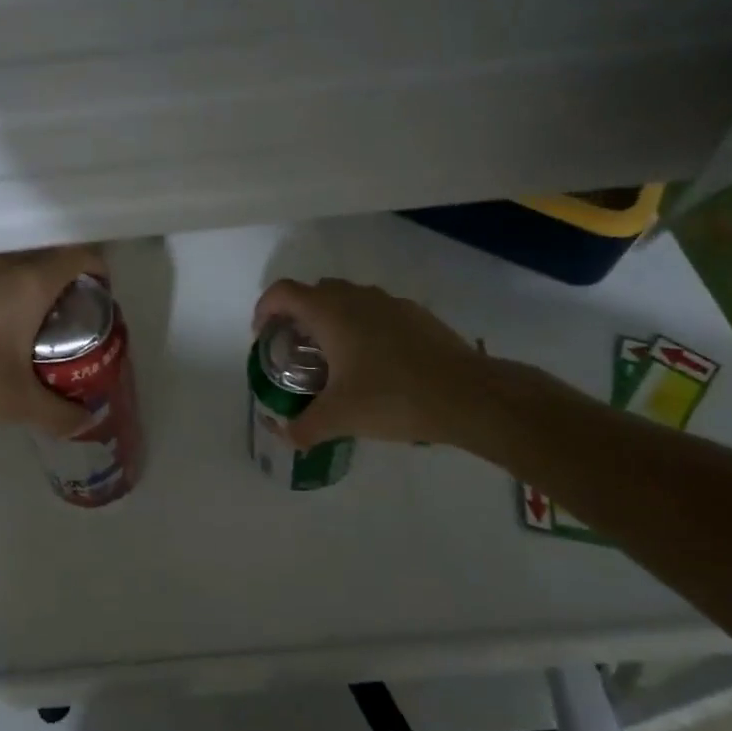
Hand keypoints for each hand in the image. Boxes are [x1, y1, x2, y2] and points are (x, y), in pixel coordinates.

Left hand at [0, 246, 105, 436]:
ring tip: (40, 321)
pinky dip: (10, 287)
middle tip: (76, 316)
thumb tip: (85, 422)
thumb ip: (59, 413)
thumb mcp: (18, 402)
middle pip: (52, 255)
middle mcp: (5, 262)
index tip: (102, 298)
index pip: (79, 255)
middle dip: (70, 280)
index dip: (99, 271)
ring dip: (37, 282)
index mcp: (30, 281)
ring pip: (21, 261)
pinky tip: (2, 324)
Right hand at [252, 278, 492, 449]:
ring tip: (335, 359)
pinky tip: (376, 365)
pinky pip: (376, 312)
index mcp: (330, 312)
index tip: (263, 336)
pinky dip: (364, 328)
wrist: (468, 395)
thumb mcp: (339, 418)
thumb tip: (284, 437)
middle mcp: (356, 297)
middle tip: (297, 351)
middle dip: (298, 316)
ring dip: (333, 320)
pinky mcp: (416, 315)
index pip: (283, 293)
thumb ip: (304, 427)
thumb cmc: (393, 398)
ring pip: (348, 300)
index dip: (265, 309)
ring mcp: (390, 303)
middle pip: (314, 293)